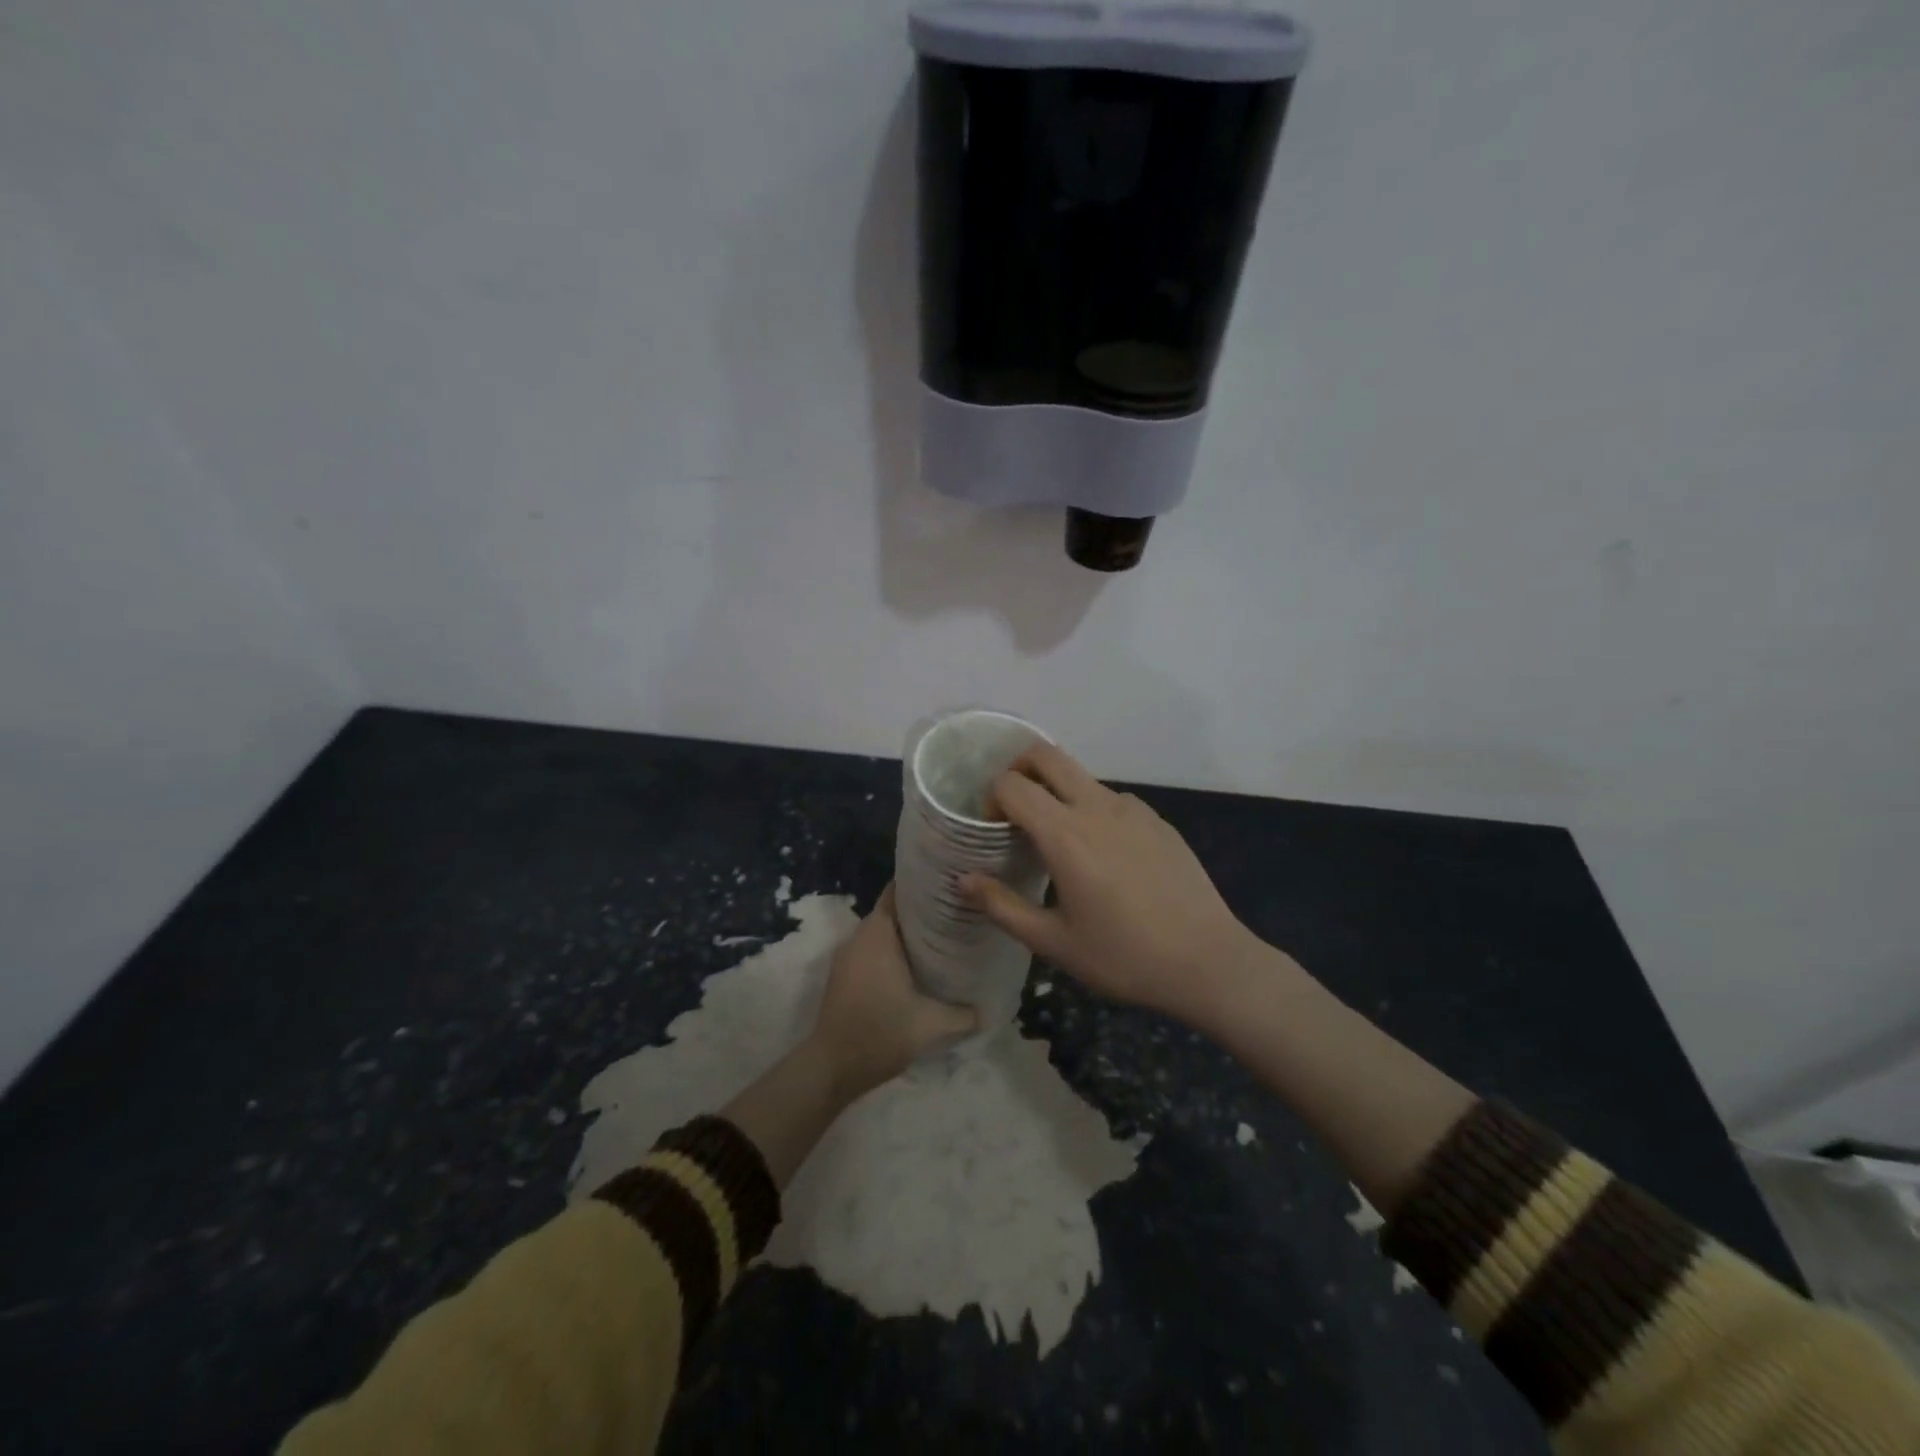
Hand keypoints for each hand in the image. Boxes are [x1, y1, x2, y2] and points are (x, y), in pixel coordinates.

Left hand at [807, 885, 977, 1098]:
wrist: (832, 1068)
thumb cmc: (880, 1033)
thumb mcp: (931, 1025)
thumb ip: (964, 1014)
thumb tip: (990, 1008)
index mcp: (877, 933)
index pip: (899, 889)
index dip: (924, 881)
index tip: (951, 882)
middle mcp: (860, 935)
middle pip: (894, 908)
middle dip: (923, 907)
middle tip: (958, 910)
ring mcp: (849, 955)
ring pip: (883, 929)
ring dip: (909, 930)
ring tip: (945, 934)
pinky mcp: (845, 974)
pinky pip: (874, 948)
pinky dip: (894, 948)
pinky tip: (919, 963)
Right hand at [960, 743, 1269, 1025]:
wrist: (1208, 962)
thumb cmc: (1124, 957)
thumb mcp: (1053, 943)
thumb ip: (1002, 906)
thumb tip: (964, 879)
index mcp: (1066, 834)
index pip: (1013, 785)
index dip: (992, 799)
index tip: (994, 831)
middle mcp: (1098, 807)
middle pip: (1047, 755)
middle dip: (1019, 769)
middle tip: (1015, 811)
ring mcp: (1134, 810)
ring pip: (1081, 777)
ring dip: (1058, 792)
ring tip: (1060, 843)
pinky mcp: (1159, 821)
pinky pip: (1113, 799)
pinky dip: (1093, 810)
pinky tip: (1105, 858)